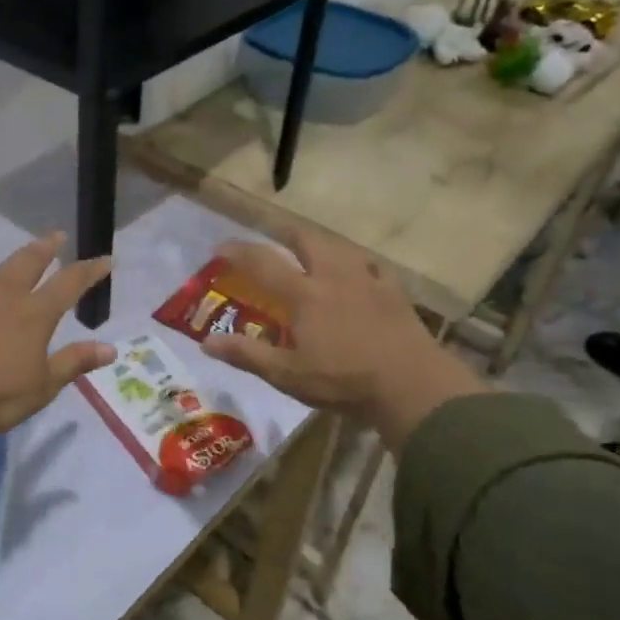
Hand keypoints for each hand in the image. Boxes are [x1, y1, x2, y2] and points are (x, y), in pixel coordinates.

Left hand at [0, 233, 114, 473]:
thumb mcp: (43, 387)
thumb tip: (110, 348)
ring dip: (11, 262)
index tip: (104, 259)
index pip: (69, 284)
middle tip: (56, 236)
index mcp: (34, 316)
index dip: (88, 271)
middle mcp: (4, 300)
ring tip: (19, 254)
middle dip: (45, 249)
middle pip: (28, 264)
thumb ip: (74, 363)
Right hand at [198, 229, 487, 441]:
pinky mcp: (395, 291)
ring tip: (311, 249)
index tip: (220, 247)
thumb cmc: (344, 381)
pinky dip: (356, 263)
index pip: (262, 263)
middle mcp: (334, 276)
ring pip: (340, 247)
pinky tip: (358, 271)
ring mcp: (368, 280)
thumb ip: (247, 355)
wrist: (413, 386)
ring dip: (319, 242)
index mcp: (304, 294)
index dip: (238, 252)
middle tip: (271, 235)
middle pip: (306, 240)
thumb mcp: (287, 375)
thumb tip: (206, 342)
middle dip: (283, 233)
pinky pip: (372, 265)